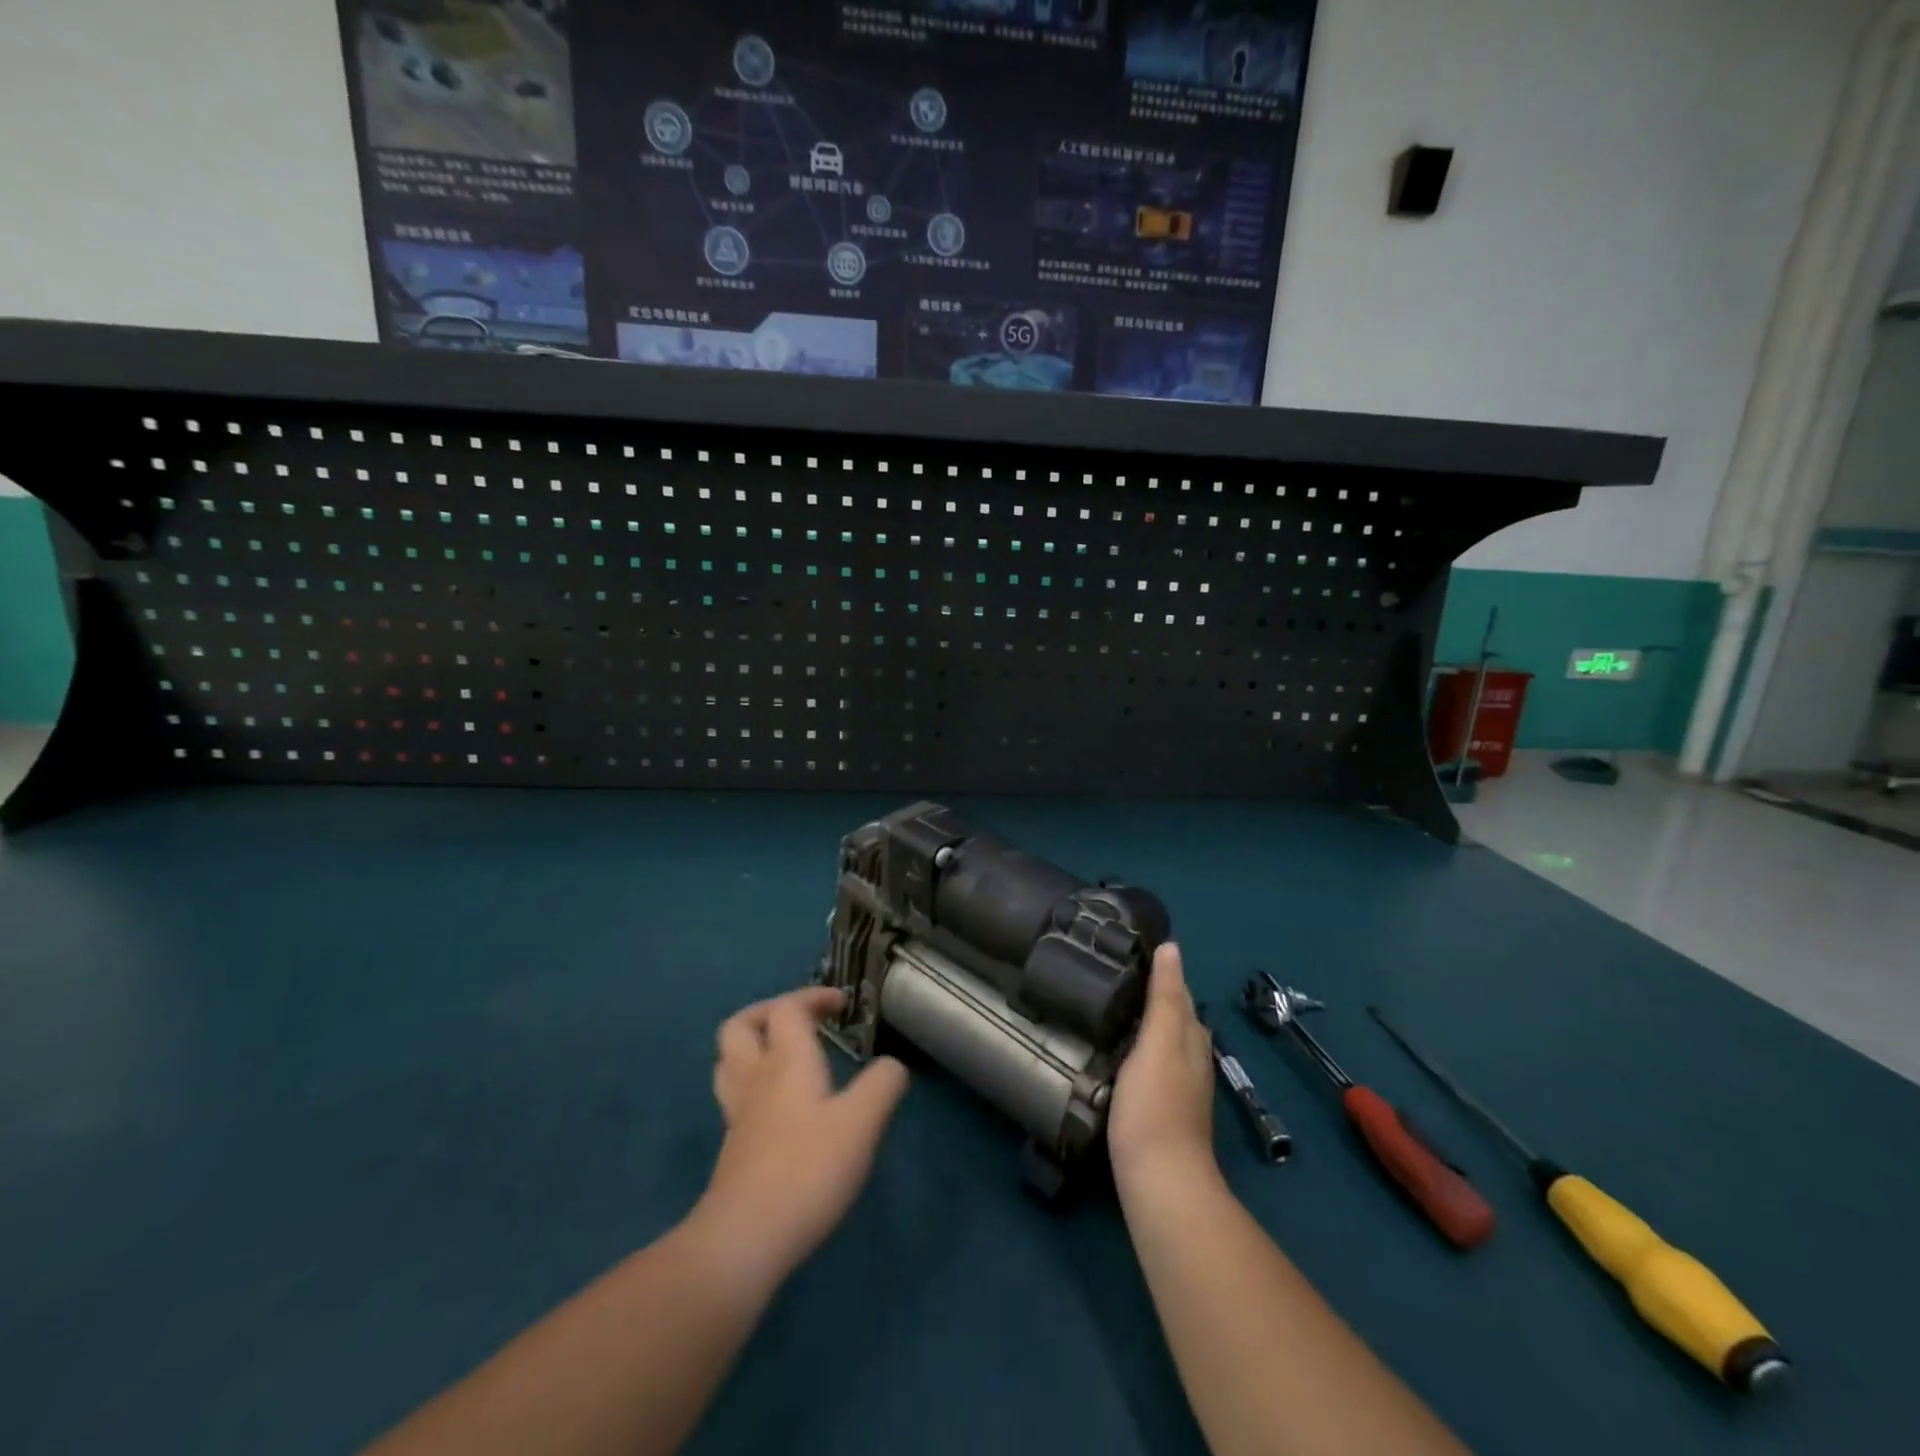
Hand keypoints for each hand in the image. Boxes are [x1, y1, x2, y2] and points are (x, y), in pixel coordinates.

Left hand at [692, 986, 908, 1291]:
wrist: (744, 1239)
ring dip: (754, 1045)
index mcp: (786, 1060)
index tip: (841, 1005)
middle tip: (799, 1020)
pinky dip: (754, 1083)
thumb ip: (882, 1085)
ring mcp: (738, 1114)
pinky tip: (781, 1105)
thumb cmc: (806, 1169)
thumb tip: (892, 1065)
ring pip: (729, 1061)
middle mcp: (755, 1078)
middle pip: (740, 1026)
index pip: (788, 1008)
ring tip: (784, 1054)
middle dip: (768, 1012)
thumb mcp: (862, 1123)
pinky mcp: (734, 1148)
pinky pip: (736, 1095)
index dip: (813, 997)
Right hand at [1108, 943, 1219, 1194]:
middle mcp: (1192, 1061)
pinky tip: (1114, 1054)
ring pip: (1163, 1044)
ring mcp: (1179, 1090)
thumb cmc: (1156, 1105)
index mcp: (1192, 1039)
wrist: (1160, 1182)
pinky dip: (1136, 1051)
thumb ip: (1165, 997)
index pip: (1180, 994)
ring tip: (1107, 1008)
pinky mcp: (1161, 1112)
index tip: (1130, 952)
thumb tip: (1172, 946)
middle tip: (1111, 976)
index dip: (1162, 972)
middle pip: (1174, 1018)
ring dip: (1143, 1024)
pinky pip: (1150, 1067)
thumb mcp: (1159, 1042)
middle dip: (1151, 996)